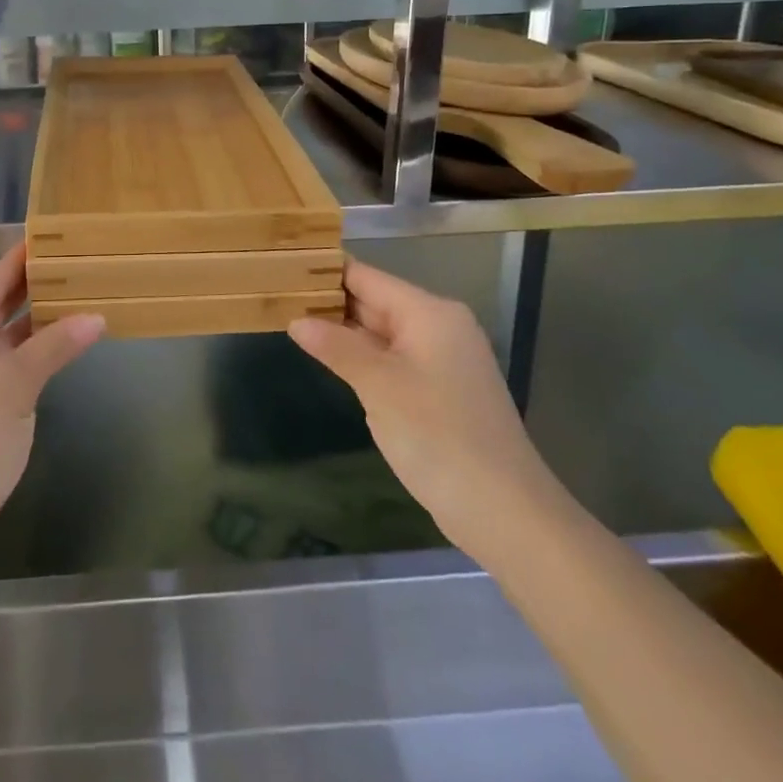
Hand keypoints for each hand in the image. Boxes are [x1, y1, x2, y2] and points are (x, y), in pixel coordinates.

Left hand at [0, 244, 103, 561]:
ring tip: (80, 298)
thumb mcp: (16, 384)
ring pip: (0, 335)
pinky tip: (60, 346)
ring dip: (36, 323)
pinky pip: (0, 362)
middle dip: (37, 288)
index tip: (60, 236)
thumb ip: (55, 344)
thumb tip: (97, 317)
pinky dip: (28, 354)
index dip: (27, 256)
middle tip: (80, 265)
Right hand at [289, 257, 557, 559]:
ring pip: (380, 332)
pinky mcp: (439, 390)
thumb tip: (297, 320)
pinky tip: (329, 358)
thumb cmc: (439, 436)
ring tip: (290, 319)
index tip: (282, 268)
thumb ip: (336, 347)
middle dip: (328, 301)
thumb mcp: (379, 386)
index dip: (324, 272)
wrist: (505, 512)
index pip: (366, 277)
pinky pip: (392, 359)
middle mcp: (438, 327)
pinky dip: (361, 356)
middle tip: (276, 296)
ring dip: (341, 330)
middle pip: (374, 300)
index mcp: (429, 313)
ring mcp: (440, 360)